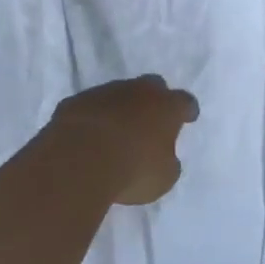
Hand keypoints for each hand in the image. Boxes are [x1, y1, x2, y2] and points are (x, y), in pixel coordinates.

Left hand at [46, 75, 198, 204]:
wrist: (80, 159)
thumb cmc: (133, 169)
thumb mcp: (163, 177)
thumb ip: (168, 163)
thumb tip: (164, 157)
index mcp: (167, 106)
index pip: (185, 102)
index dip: (187, 111)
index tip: (188, 117)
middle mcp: (139, 91)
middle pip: (153, 86)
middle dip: (155, 100)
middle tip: (153, 119)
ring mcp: (105, 92)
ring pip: (119, 94)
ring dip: (121, 108)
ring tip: (117, 131)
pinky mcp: (77, 101)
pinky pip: (91, 106)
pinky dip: (94, 117)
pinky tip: (89, 136)